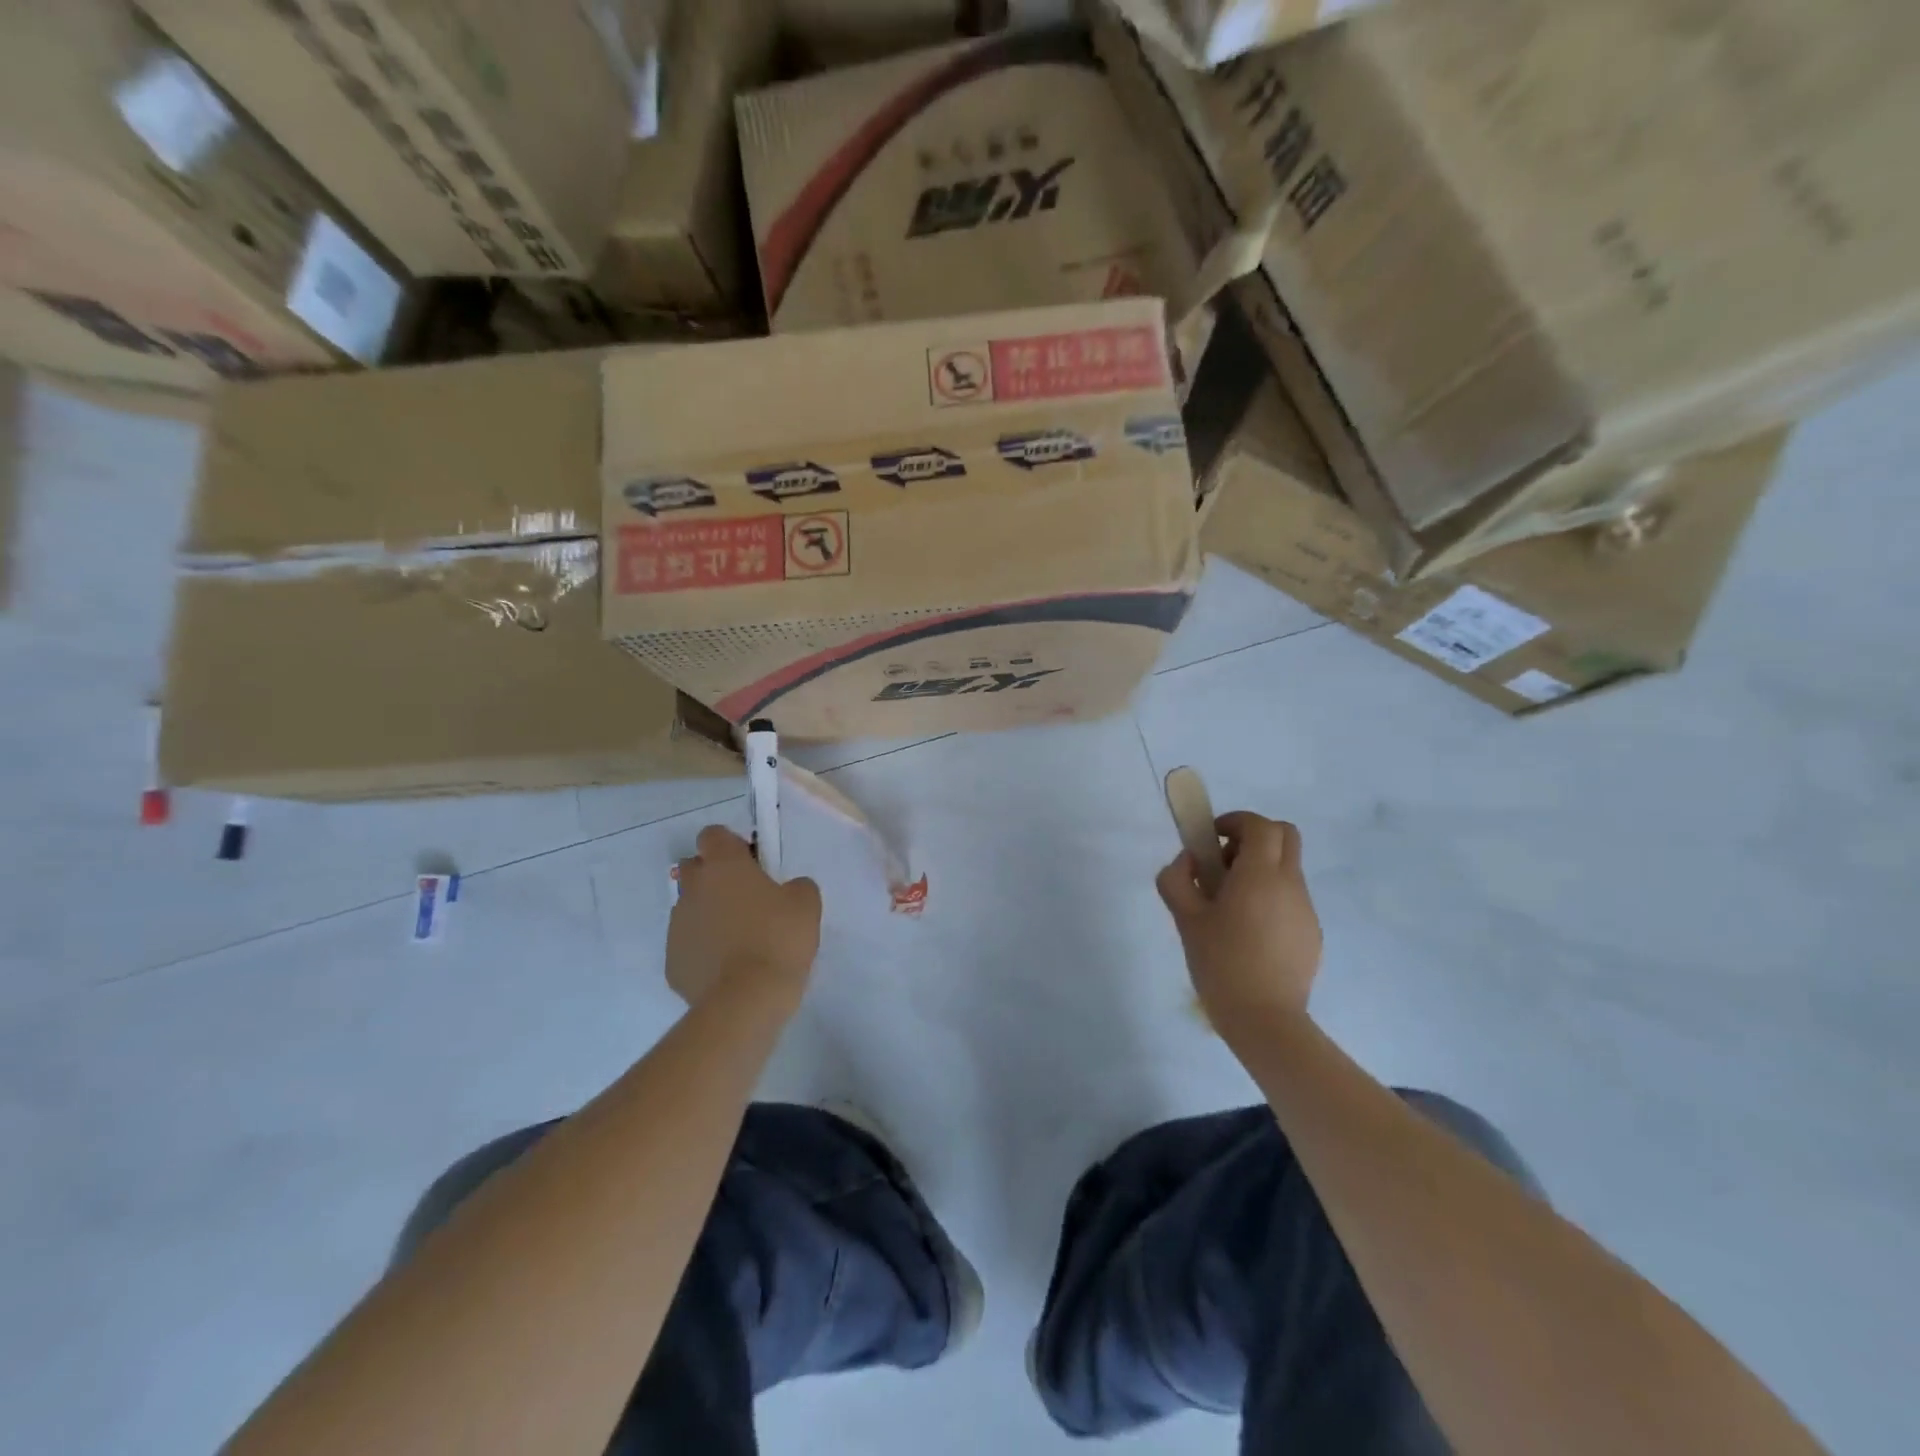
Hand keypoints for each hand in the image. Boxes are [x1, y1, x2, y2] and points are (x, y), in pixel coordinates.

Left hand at [668, 826, 821, 1014]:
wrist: (746, 1000)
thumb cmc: (778, 939)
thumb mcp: (806, 904)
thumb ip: (796, 886)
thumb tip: (788, 889)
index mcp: (724, 866)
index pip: (713, 835)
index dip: (731, 845)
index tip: (751, 862)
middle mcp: (693, 889)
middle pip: (694, 868)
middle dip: (714, 877)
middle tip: (745, 899)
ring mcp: (677, 927)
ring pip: (690, 909)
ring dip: (709, 915)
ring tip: (739, 940)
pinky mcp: (672, 963)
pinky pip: (688, 945)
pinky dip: (704, 950)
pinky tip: (728, 969)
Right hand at [1157, 812, 1321, 1030]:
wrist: (1264, 1020)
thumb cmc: (1220, 963)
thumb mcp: (1185, 919)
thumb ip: (1177, 879)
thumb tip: (1188, 862)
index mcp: (1260, 875)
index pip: (1260, 825)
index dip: (1235, 822)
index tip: (1212, 839)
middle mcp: (1290, 884)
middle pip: (1285, 836)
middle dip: (1254, 837)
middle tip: (1225, 863)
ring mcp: (1306, 909)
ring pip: (1288, 867)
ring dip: (1260, 869)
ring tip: (1230, 906)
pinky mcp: (1311, 932)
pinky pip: (1291, 898)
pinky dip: (1271, 897)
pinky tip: (1249, 932)